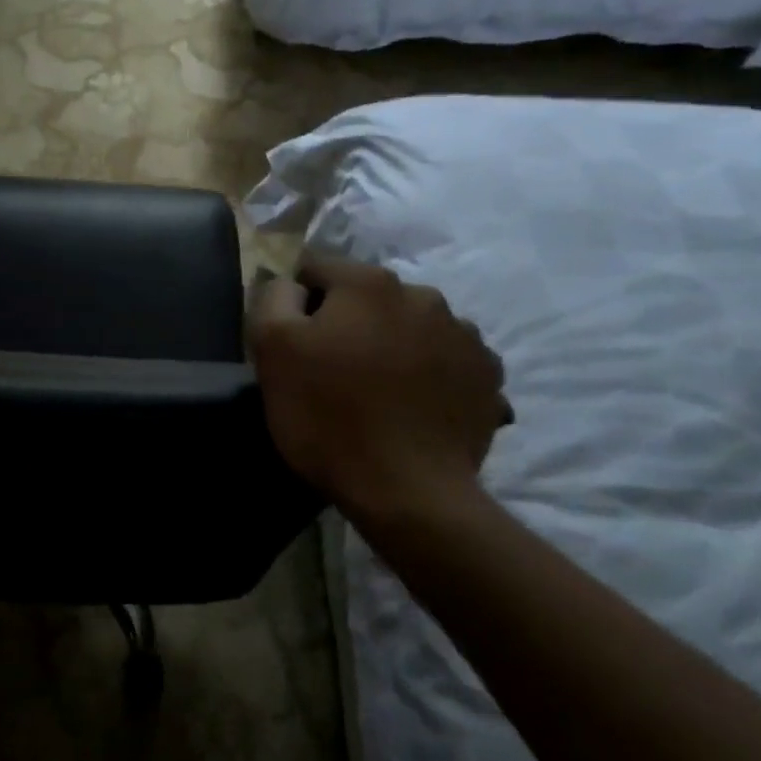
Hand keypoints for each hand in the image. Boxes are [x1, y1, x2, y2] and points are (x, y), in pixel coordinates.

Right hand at [249, 258, 511, 516]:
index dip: (297, 301)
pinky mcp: (488, 375)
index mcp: (368, 284)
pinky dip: (429, 371)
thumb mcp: (272, 349)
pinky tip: (415, 404)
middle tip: (334, 370)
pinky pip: (447, 358)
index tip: (294, 343)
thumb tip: (289, 283)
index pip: (316, 268)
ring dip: (392, 343)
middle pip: (367, 296)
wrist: (408, 492)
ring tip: (379, 391)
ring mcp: (464, 335)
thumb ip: (274, 298)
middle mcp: (423, 295)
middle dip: (348, 321)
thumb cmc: (328, 417)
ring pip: (410, 324)